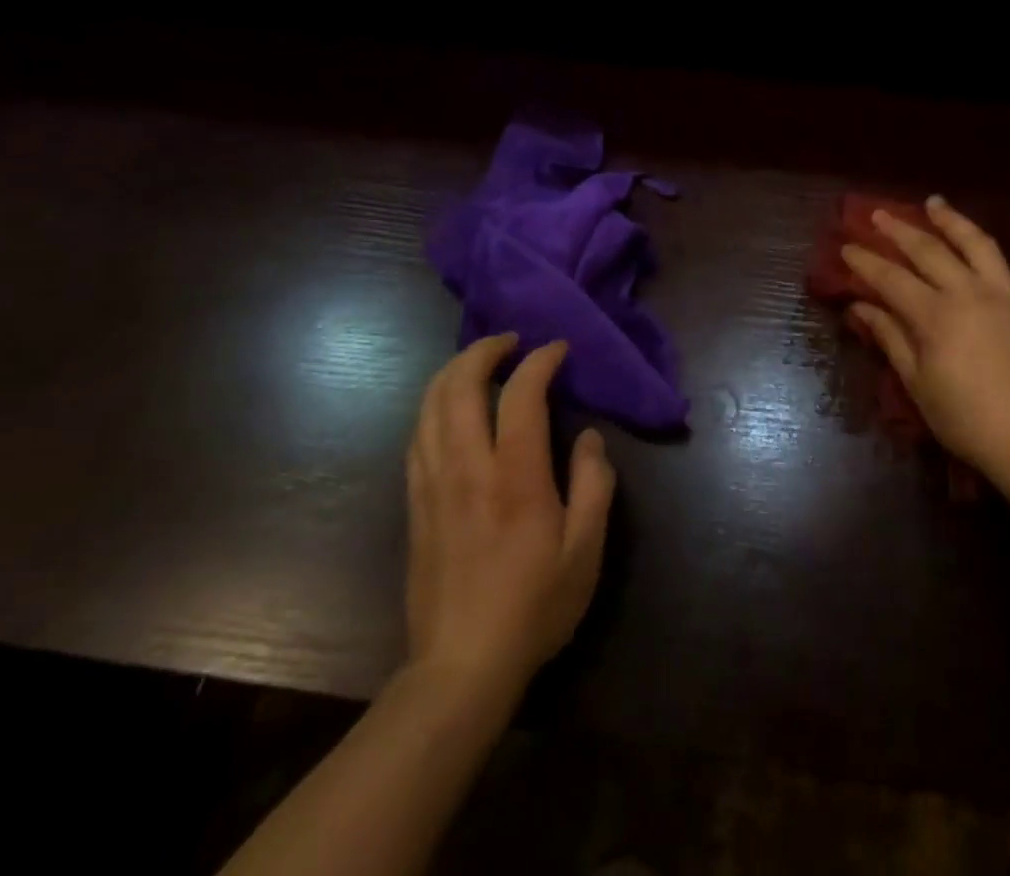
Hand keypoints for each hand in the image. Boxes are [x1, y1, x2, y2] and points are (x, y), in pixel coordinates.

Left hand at [404, 335, 615, 694]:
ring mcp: (432, 485)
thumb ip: (594, 484)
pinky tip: (451, 408)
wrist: (460, 667)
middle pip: (458, 385)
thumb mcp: (586, 550)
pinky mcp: (415, 504)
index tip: (558, 349)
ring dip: (454, 371)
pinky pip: (417, 435)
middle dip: (483, 350)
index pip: (520, 394)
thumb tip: (586, 438)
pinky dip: (435, 405)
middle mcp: (467, 469)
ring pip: (429, 406)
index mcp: (515, 477)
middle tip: (511, 341)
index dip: (540, 361)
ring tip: (481, 363)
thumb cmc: (534, 607)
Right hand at [843, 197, 1009, 493]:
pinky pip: (998, 260)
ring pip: (972, 242)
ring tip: (932, 203)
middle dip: (898, 230)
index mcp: (936, 316)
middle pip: (927, 250)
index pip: (891, 278)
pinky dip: (978, 242)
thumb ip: (891, 338)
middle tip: (877, 215)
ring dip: (948, 219)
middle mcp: (968, 292)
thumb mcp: (919, 385)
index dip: (866, 262)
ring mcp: (1002, 293)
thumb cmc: (968, 421)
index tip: (846, 247)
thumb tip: (861, 308)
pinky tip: (970, 240)